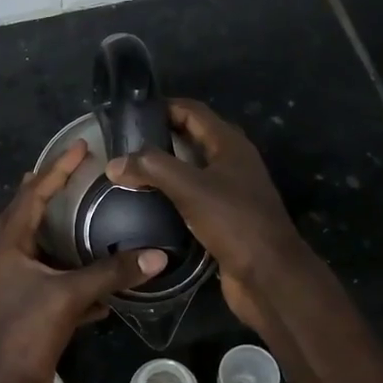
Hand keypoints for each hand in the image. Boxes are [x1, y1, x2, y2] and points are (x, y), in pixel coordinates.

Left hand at [0, 140, 164, 382]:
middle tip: (71, 172)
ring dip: (62, 232)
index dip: (56, 169)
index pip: (33, 195)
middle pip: (27, 216)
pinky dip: (79, 277)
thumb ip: (112, 273)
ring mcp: (22, 287)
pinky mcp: (35, 312)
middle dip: (46, 193)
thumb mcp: (69, 295)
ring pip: (43, 250)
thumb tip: (157, 255)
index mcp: (12, 246)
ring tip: (86, 216)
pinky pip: (60, 284)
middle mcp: (13, 261)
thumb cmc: (26, 331)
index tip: (80, 147)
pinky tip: (105, 284)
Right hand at [105, 99, 310, 334]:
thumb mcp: (190, 188)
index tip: (130, 114)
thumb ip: (152, 168)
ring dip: (165, 169)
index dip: (164, 107)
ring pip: (193, 170)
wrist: (268, 275)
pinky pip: (194, 198)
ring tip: (129, 174)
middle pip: (192, 139)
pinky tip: (148, 205)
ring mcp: (231, 192)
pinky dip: (172, 196)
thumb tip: (114, 163)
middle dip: (160, 138)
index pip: (193, 112)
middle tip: (124, 146)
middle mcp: (233, 163)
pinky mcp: (225, 219)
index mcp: (230, 145)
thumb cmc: (234, 222)